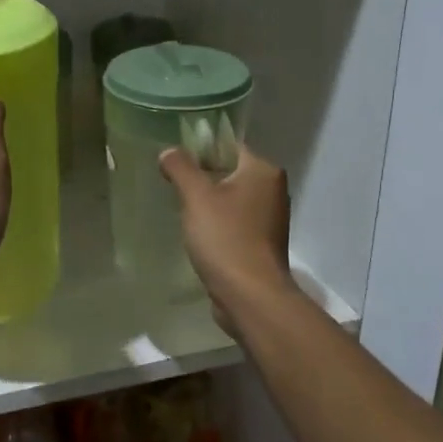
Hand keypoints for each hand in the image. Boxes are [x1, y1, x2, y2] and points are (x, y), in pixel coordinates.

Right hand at [159, 144, 294, 333]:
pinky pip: (235, 223)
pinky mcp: (262, 243)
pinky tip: (197, 234)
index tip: (175, 160)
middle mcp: (273, 190)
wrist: (250, 295)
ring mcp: (270, 219)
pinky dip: (217, 224)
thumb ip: (181, 168)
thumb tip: (169, 151)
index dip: (201, 149)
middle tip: (173, 184)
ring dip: (208, 203)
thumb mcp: (196, 197)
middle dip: (202, 177)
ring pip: (232, 199)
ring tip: (181, 209)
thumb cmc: (225, 238)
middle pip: (231, 172)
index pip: (229, 146)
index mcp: (264, 171)